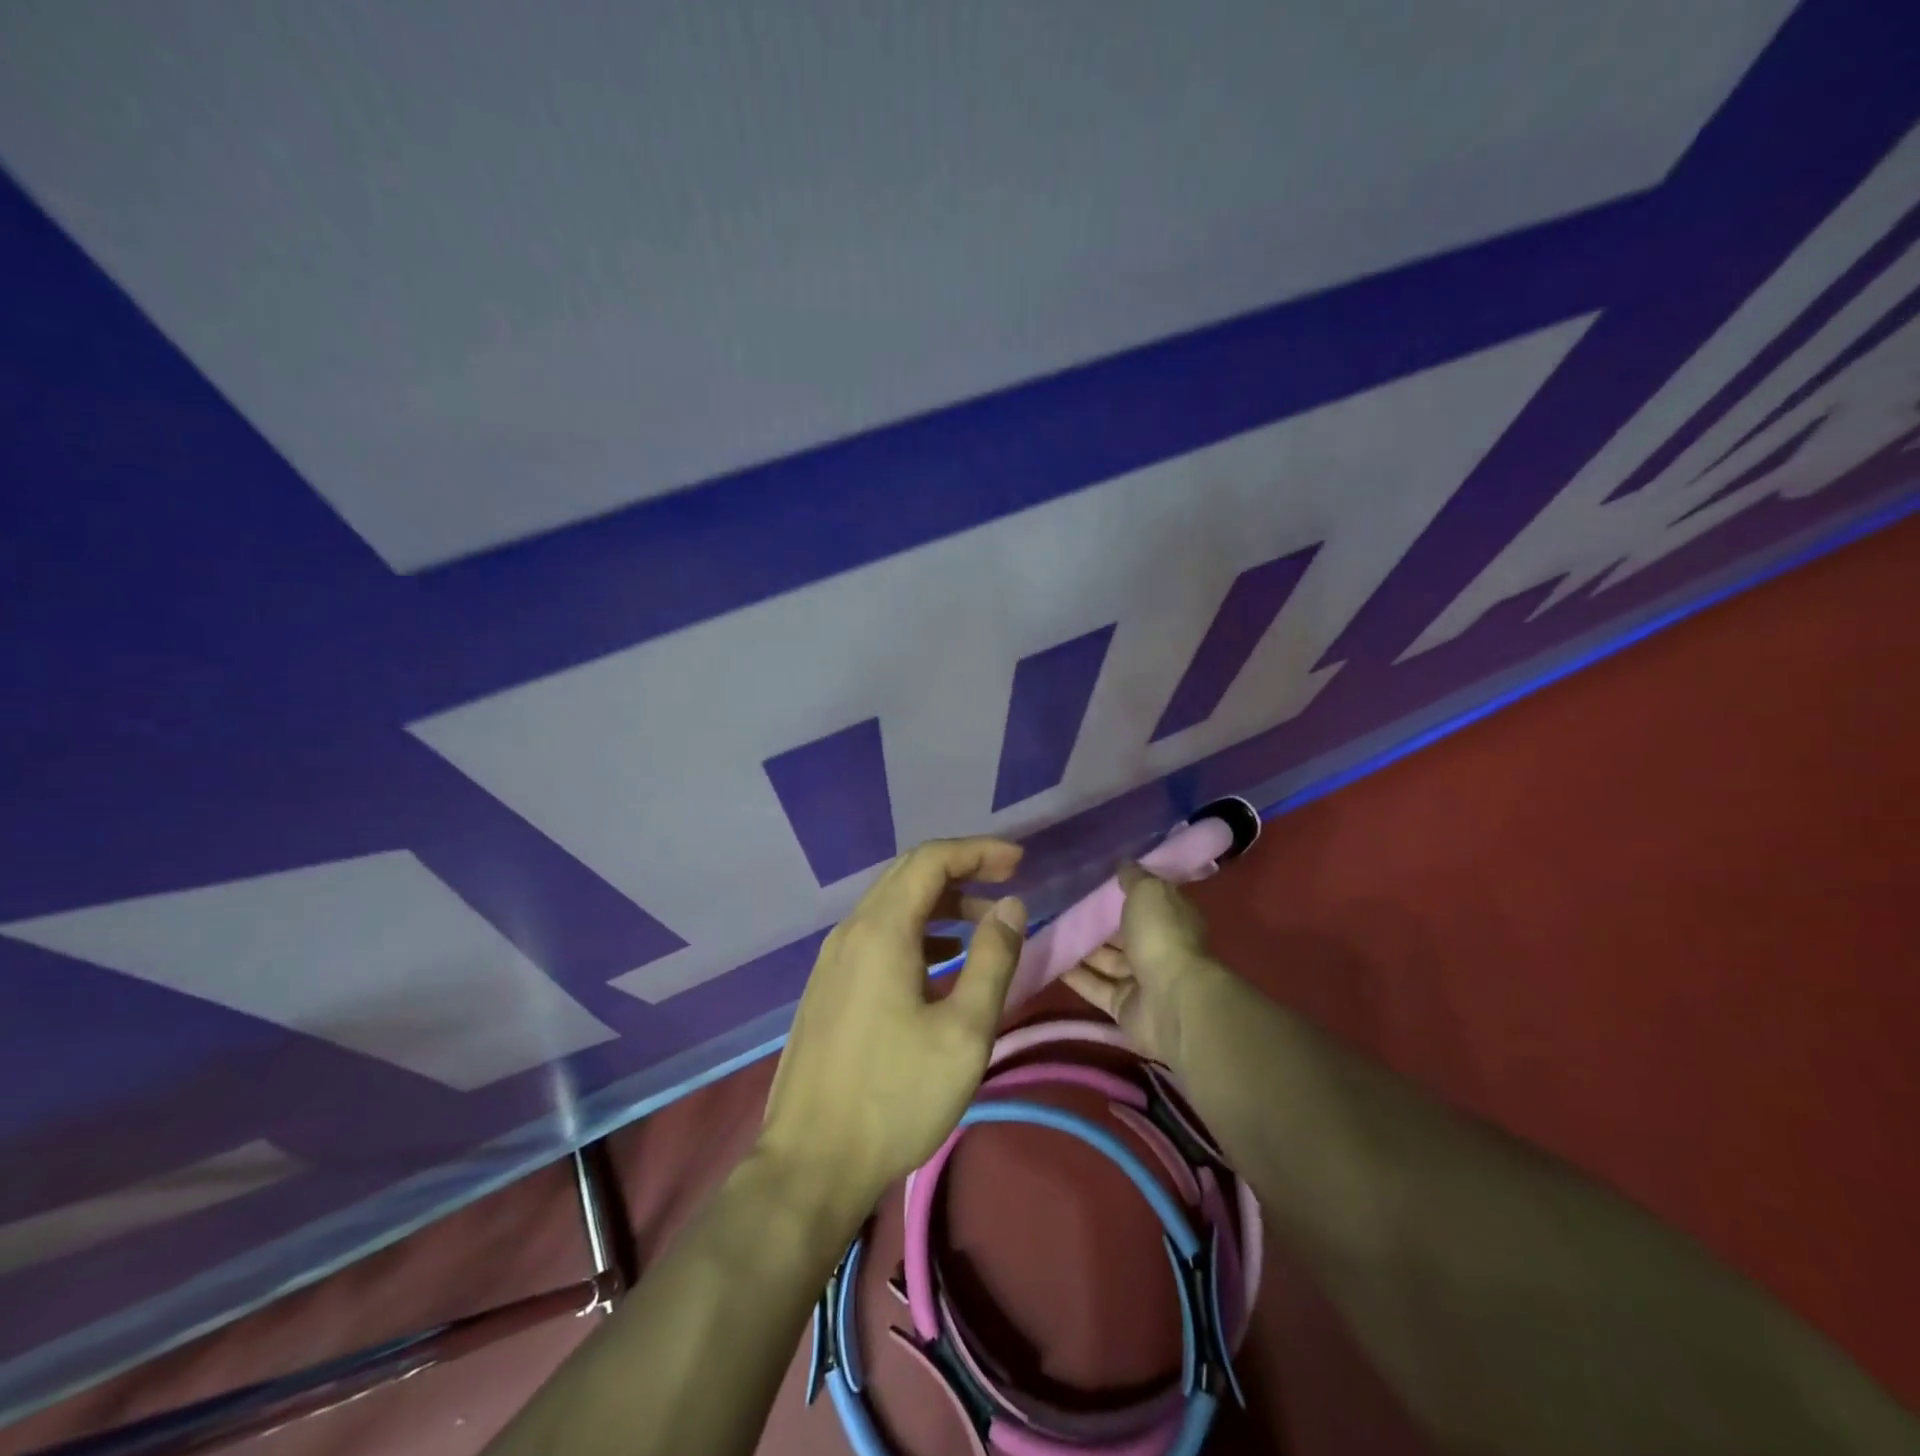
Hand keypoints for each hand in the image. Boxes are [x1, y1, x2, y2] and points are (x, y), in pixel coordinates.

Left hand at [758, 837, 1027, 1210]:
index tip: (1020, 861)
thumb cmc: (895, 1098)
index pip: (932, 860)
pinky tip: (940, 963)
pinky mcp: (827, 986)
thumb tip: (1011, 906)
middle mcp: (851, 931)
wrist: (810, 1164)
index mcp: (881, 930)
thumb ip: (992, 960)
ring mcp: (833, 959)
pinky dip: (916, 931)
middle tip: (1007, 881)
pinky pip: (876, 934)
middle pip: (908, 874)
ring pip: (891, 905)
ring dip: (939, 903)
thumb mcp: (964, 1032)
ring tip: (982, 926)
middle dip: (962, 869)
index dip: (979, 851)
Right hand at [1063, 862, 1223, 1064]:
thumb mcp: (1148, 891)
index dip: (1122, 892)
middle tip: (1060, 907)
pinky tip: (1050, 961)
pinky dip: (1076, 976)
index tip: (1092, 881)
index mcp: (1171, 918)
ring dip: (1082, 949)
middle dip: (1097, 923)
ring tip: (1048, 931)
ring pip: (1107, 961)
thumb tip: (1124, 862)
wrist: (1170, 1000)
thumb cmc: (1162, 935)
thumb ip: (1133, 877)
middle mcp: (1159, 947)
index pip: (1146, 901)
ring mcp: (1142, 980)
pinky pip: (1096, 987)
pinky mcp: (1124, 1007)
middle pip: (1123, 933)